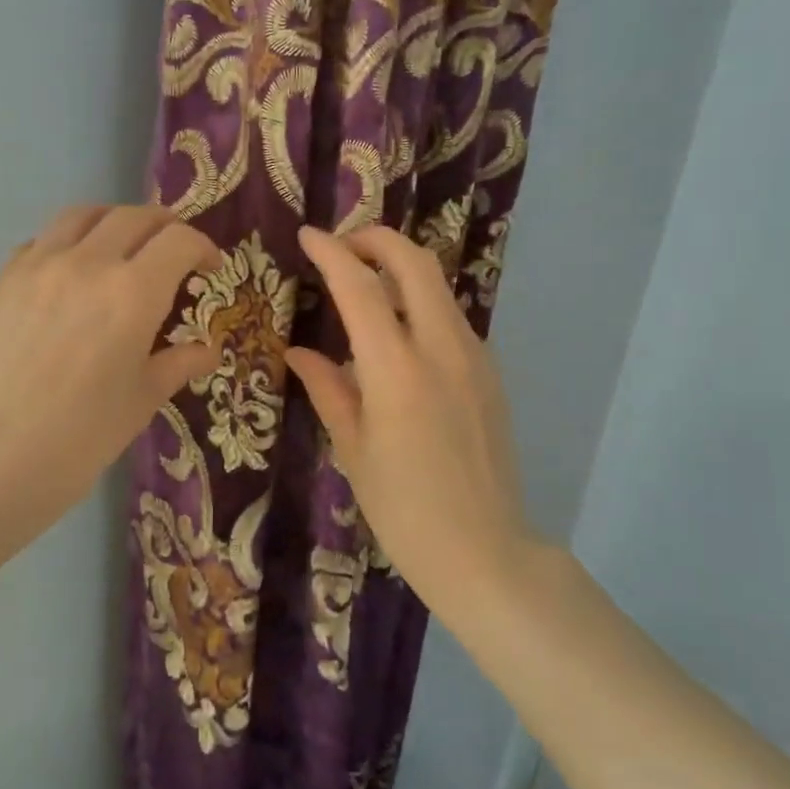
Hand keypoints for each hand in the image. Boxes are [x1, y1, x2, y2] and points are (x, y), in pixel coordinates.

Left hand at [0, 203, 218, 543]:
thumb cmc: (79, 438)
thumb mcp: (141, 401)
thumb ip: (178, 364)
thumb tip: (207, 350)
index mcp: (132, 292)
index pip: (178, 241)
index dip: (203, 248)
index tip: (210, 270)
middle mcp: (86, 263)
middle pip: (134, 217)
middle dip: (164, 228)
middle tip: (173, 254)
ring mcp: (36, 266)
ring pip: (82, 215)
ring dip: (113, 223)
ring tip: (121, 248)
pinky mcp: (0, 281)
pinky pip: (41, 242)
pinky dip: (67, 244)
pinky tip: (68, 276)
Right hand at [286, 226, 531, 610]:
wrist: (485, 552)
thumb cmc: (403, 509)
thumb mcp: (352, 449)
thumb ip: (327, 388)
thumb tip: (299, 352)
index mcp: (397, 370)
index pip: (360, 287)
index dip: (331, 253)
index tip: (307, 236)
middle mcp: (441, 348)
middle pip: (414, 262)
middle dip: (375, 239)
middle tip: (341, 247)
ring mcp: (474, 357)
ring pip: (438, 285)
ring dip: (400, 268)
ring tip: (364, 284)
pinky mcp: (490, 372)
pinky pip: (450, 317)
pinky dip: (419, 302)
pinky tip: (397, 333)